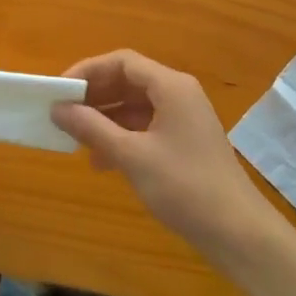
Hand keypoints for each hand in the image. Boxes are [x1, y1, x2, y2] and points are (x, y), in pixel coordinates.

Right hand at [51, 50, 280, 263]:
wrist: (238, 232)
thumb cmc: (184, 186)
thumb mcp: (132, 155)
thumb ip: (92, 128)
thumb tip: (57, 108)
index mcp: (171, 86)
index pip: (122, 62)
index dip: (88, 71)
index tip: (59, 90)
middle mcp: (179, 94)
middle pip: (129, 81)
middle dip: (94, 96)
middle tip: (62, 113)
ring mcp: (184, 119)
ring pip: (135, 106)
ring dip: (105, 118)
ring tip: (75, 138)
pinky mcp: (185, 143)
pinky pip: (146, 127)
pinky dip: (121, 137)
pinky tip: (101, 161)